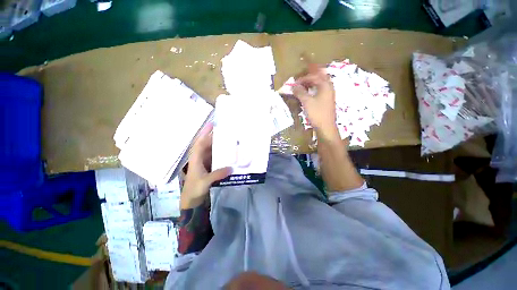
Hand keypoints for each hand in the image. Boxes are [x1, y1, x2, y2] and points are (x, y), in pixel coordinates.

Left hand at [181, 123, 231, 208]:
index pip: (199, 143)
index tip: (211, 125)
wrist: (192, 201)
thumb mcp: (205, 181)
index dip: (204, 133)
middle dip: (213, 136)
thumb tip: (231, 168)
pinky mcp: (209, 167)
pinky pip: (215, 157)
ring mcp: (204, 163)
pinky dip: (220, 154)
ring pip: (211, 150)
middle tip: (225, 131)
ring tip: (228, 139)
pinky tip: (227, 152)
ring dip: (218, 145)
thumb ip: (217, 174)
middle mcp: (199, 158)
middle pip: (206, 144)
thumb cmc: (194, 189)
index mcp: (195, 159)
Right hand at [293, 64, 339, 140]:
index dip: (303, 78)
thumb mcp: (307, 102)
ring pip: (320, 83)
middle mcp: (329, 87)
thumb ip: (300, 92)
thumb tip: (293, 86)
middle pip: (319, 77)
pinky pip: (320, 90)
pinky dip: (314, 89)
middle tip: (301, 80)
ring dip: (312, 83)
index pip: (313, 76)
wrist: (326, 127)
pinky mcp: (327, 100)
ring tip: (303, 85)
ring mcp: (329, 94)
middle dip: (309, 77)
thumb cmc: (317, 113)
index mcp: (325, 85)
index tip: (294, 82)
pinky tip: (308, 93)